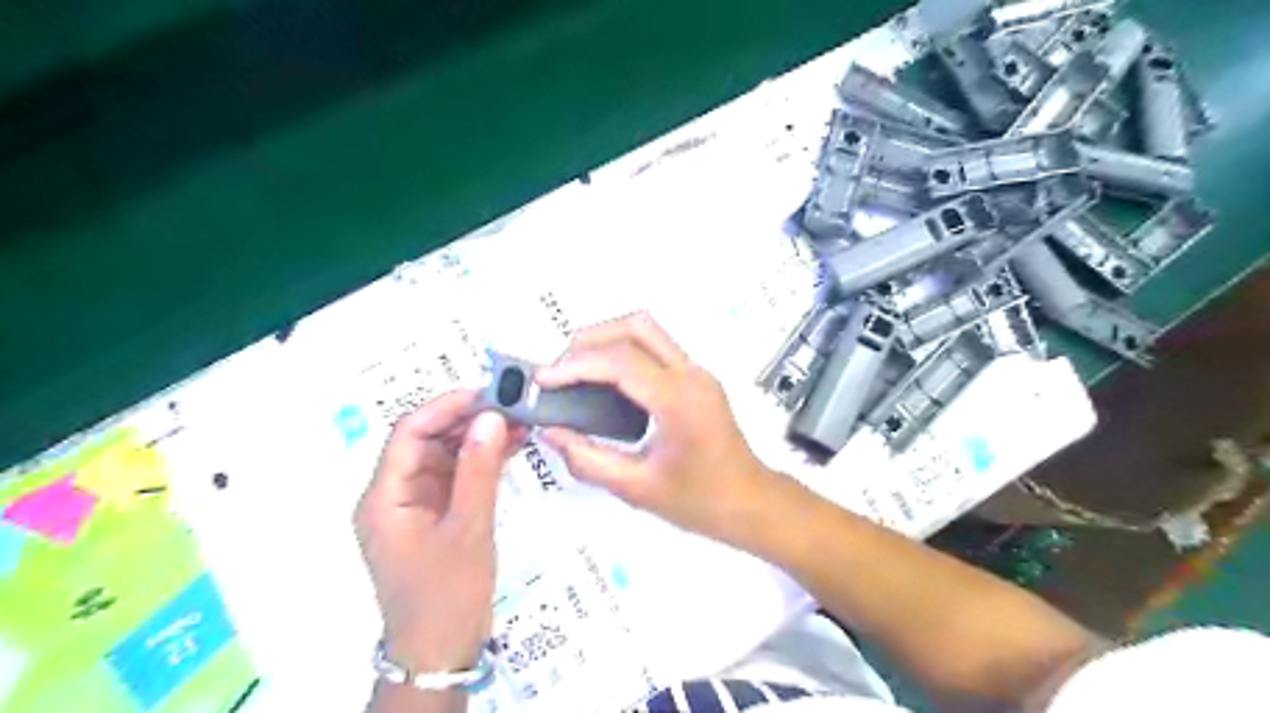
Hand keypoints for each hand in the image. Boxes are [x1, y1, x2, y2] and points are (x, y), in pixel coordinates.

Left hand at [352, 390, 521, 672]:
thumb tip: (491, 418)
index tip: (486, 393)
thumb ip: (479, 470)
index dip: (445, 407)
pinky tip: (512, 447)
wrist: (442, 653)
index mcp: (385, 497)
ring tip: (518, 422)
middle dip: (467, 421)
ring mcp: (416, 506)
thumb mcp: (469, 529)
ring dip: (479, 439)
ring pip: (445, 457)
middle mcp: (395, 495)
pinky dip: (482, 462)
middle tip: (510, 406)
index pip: (408, 433)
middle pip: (427, 442)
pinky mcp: (437, 516)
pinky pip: (458, 477)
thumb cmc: (447, 594)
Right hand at [534, 313, 783, 546]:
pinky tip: (604, 380)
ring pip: (647, 330)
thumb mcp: (637, 488)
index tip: (544, 379)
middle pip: (636, 327)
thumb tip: (552, 433)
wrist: (751, 503)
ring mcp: (697, 373)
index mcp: (679, 401)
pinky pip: (655, 347)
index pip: (619, 362)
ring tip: (576, 371)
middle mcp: (692, 376)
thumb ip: (587, 460)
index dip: (575, 365)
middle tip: (559, 369)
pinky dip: (623, 351)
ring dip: (607, 339)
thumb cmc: (703, 501)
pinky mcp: (697, 379)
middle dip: (589, 338)